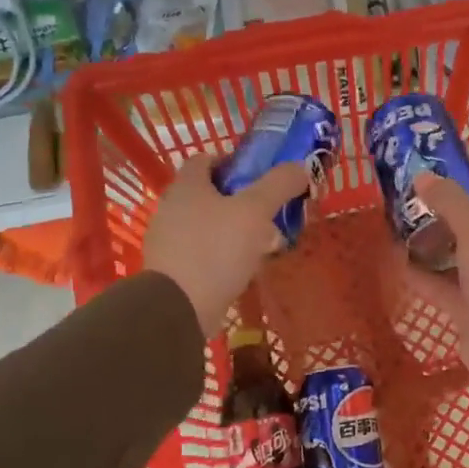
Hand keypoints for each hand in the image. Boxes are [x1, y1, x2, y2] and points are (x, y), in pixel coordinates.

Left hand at [142, 157, 310, 336]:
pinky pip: (201, 252)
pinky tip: (242, 268)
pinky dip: (221, 255)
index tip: (259, 176)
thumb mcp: (255, 211)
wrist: (179, 308)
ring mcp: (168, 241)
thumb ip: (278, 185)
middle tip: (267, 211)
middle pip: (208, 193)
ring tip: (261, 243)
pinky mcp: (171, 270)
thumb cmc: (216, 249)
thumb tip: (300, 166)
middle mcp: (171, 208)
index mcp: (187, 186)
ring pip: (206, 224)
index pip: (205, 159)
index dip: (232, 162)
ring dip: (232, 229)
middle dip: (239, 199)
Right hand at [397, 175, 468, 426]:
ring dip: (424, 254)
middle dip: (433, 228)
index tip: (417, 196)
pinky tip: (396, 267)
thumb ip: (450, 203)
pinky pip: (440, 291)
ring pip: (448, 264)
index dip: (449, 203)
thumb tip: (421, 177)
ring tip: (390, 237)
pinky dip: (421, 279)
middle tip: (396, 217)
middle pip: (460, 238)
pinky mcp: (466, 315)